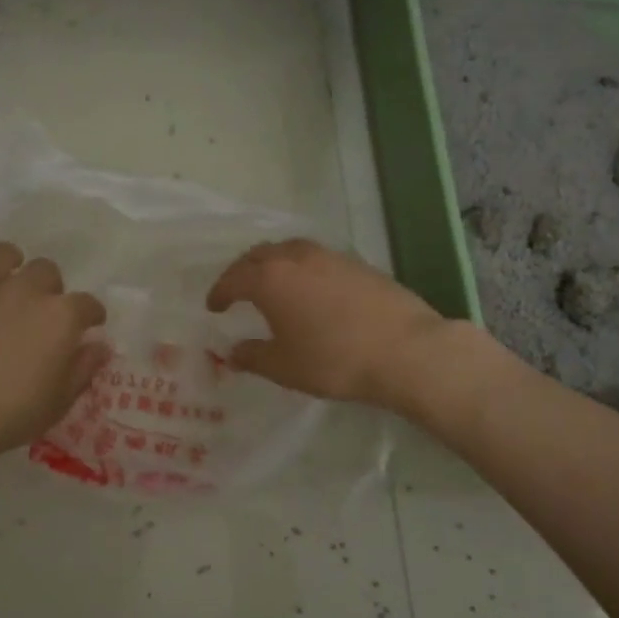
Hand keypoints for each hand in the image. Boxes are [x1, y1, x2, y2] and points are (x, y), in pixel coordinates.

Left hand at [0, 219, 109, 467]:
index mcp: (61, 316)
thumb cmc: (11, 413)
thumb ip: (83, 368)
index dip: (91, 315)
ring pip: (1, 254)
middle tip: (40, 311)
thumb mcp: (60, 401)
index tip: (89, 326)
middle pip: (46, 272)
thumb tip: (101, 346)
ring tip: (4, 276)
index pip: (87, 306)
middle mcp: (25, 290)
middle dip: (48, 288)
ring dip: (7, 262)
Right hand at [206, 239, 460, 410]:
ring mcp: (330, 256)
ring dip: (273, 264)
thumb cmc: (334, 360)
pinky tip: (309, 290)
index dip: (219, 293)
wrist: (405, 350)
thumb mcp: (284, 367)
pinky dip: (301, 268)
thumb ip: (252, 357)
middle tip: (237, 291)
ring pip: (289, 250)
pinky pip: (315, 258)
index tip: (213, 307)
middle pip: (259, 255)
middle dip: (242, 271)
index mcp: (270, 278)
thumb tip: (233, 352)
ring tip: (272, 285)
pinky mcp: (357, 263)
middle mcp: (296, 257)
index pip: (233, 278)